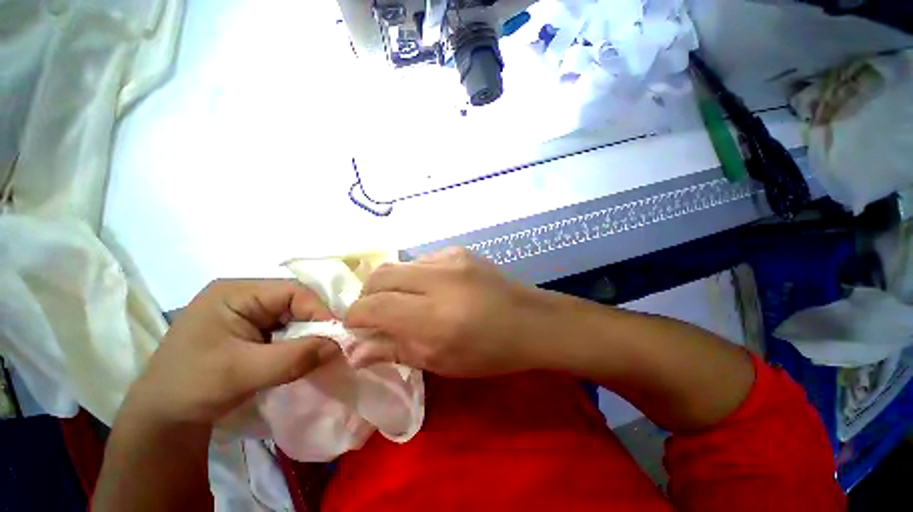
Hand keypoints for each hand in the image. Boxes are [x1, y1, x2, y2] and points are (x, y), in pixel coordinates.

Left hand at [125, 279, 339, 424]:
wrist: (162, 418)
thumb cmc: (193, 387)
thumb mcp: (244, 372)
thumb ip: (296, 357)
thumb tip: (339, 345)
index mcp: (235, 292)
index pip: (293, 291)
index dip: (318, 311)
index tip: (335, 338)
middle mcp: (243, 296)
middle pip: (294, 302)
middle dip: (313, 325)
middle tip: (329, 348)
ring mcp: (245, 312)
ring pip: (292, 317)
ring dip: (306, 336)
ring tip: (315, 355)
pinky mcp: (248, 330)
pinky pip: (284, 330)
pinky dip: (296, 343)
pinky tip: (298, 357)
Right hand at [344, 248, 559, 376]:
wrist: (531, 321)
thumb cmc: (489, 351)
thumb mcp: (441, 361)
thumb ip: (395, 351)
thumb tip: (356, 350)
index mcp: (433, 316)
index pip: (373, 306)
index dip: (356, 317)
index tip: (357, 327)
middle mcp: (439, 279)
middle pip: (380, 275)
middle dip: (368, 295)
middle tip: (376, 314)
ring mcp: (450, 258)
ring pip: (400, 265)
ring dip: (392, 284)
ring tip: (406, 302)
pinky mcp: (459, 250)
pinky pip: (422, 260)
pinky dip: (415, 276)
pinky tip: (430, 289)